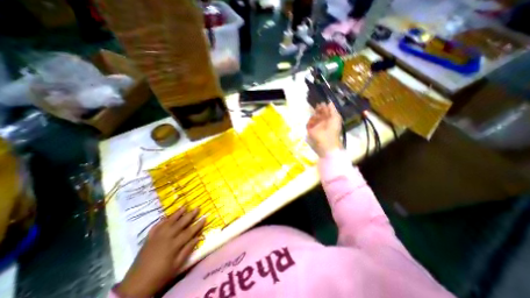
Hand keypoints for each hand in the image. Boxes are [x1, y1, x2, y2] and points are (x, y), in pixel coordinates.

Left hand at [116, 207, 203, 297]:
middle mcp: (166, 237)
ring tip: (184, 206)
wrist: (135, 286)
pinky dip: (162, 220)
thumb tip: (199, 237)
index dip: (198, 224)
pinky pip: (156, 226)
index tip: (205, 217)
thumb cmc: (160, 276)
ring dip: (177, 213)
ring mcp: (156, 236)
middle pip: (181, 223)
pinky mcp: (148, 238)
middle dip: (190, 215)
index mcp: (174, 245)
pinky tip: (166, 216)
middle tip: (197, 207)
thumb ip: (188, 249)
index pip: (190, 231)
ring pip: (169, 221)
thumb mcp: (177, 265)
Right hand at [306, 102, 343, 158]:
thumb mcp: (336, 117)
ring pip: (314, 118)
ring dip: (315, 115)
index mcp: (330, 120)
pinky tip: (313, 120)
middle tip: (318, 105)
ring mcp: (316, 126)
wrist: (327, 141)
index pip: (326, 112)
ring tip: (316, 114)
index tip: (322, 103)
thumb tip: (329, 102)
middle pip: (319, 114)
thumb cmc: (333, 129)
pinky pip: (308, 124)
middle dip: (318, 110)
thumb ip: (333, 110)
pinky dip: (310, 121)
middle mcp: (323, 122)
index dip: (324, 107)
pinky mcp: (310, 130)